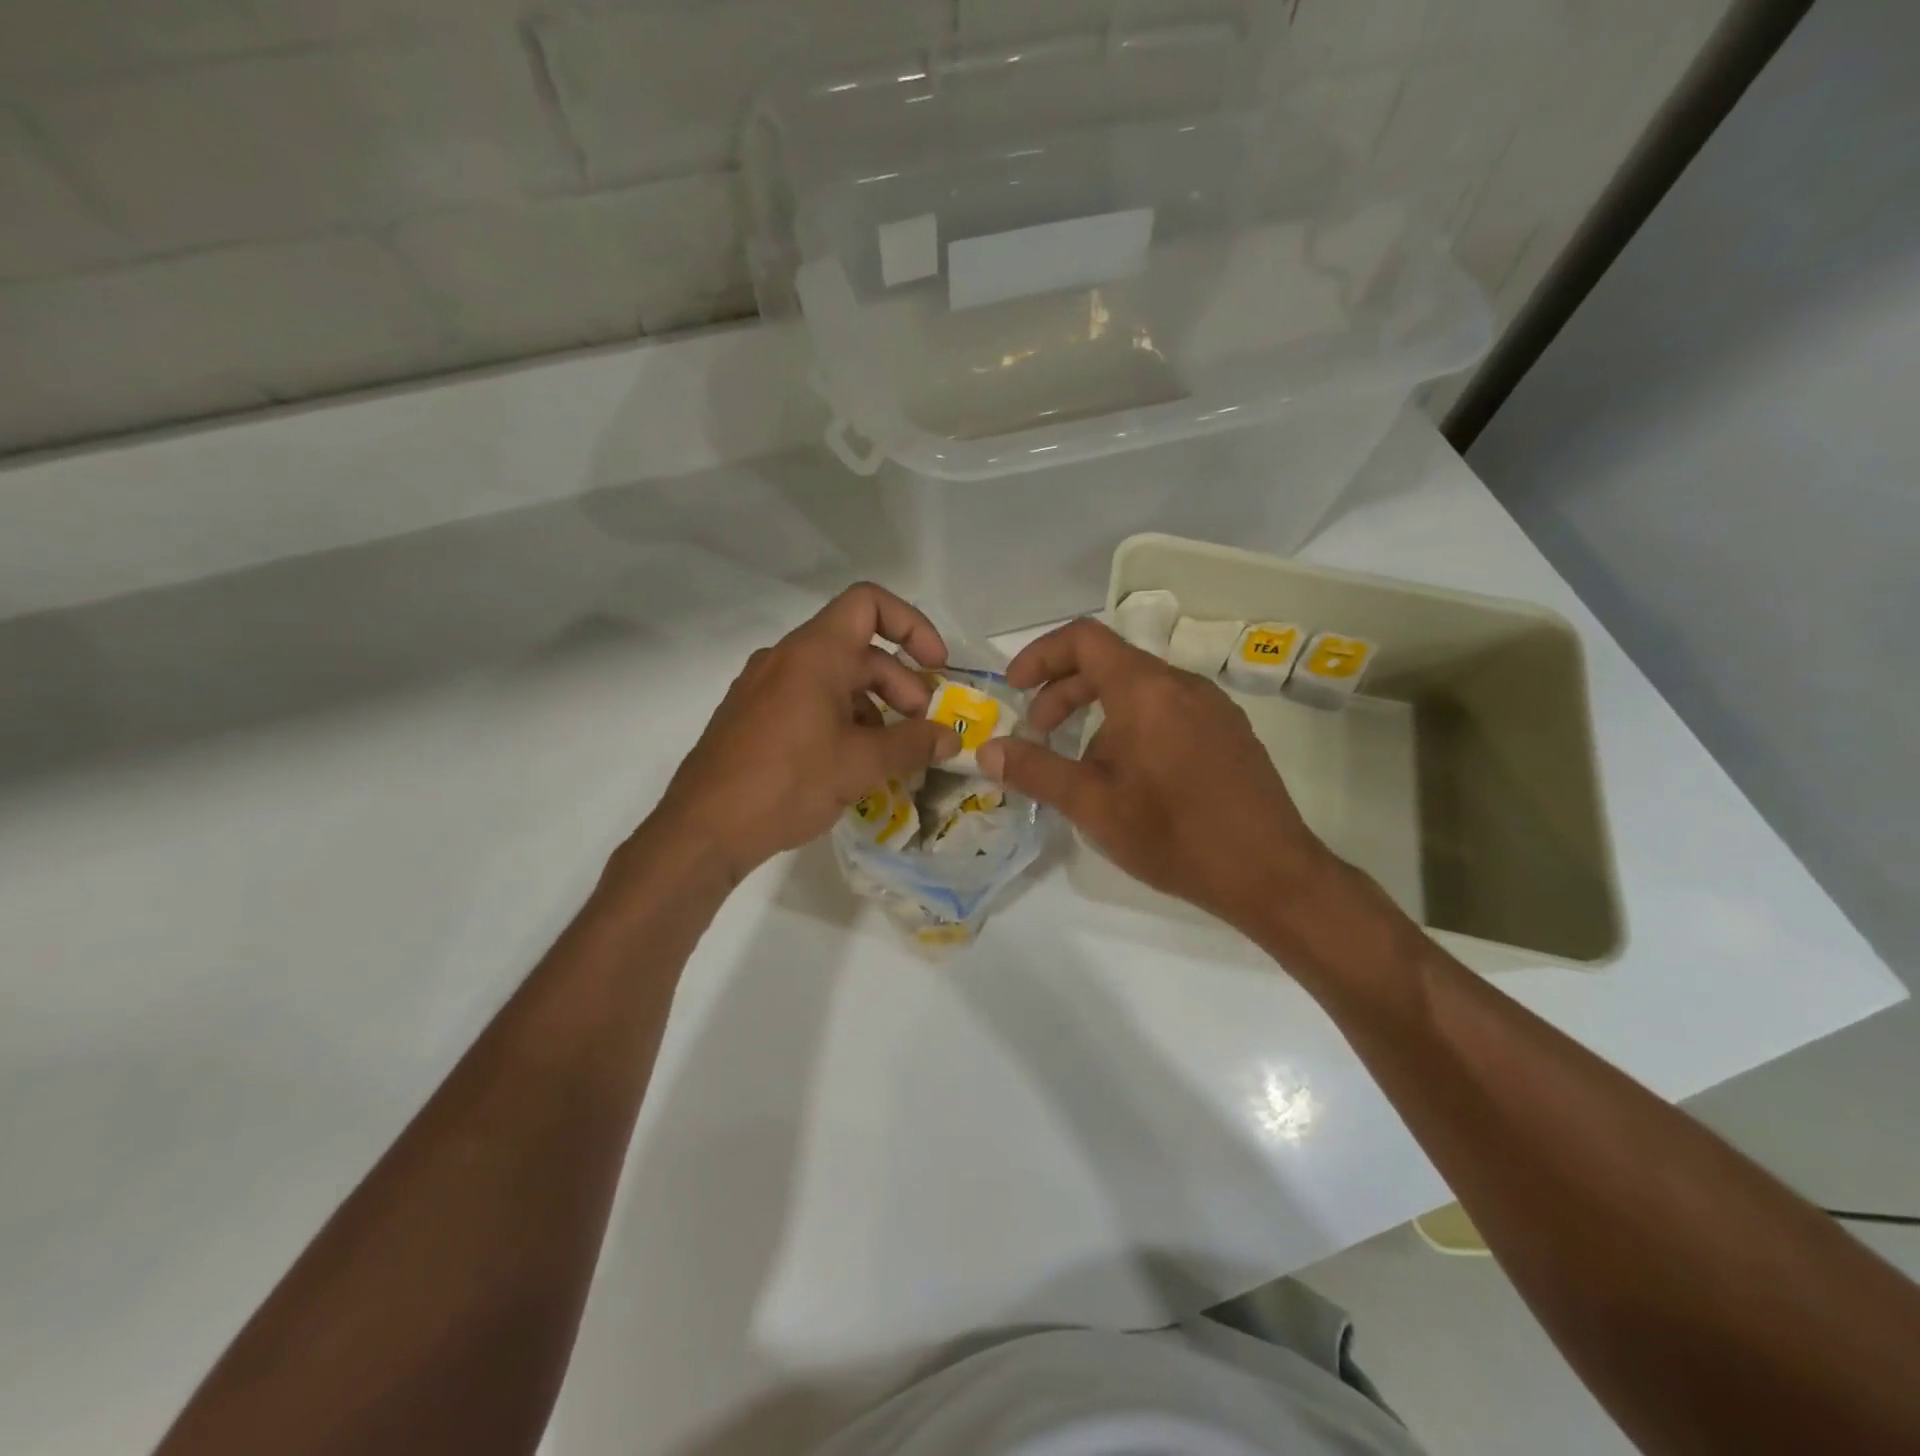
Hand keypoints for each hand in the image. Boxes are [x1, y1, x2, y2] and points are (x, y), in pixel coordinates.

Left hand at [642, 584, 960, 885]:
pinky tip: (851, 764)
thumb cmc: (788, 783)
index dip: (912, 625)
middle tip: (922, 728)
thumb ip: (914, 744)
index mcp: (814, 653)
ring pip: (833, 679)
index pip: (869, 604)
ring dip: (873, 707)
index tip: (936, 667)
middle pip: (858, 649)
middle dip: (900, 684)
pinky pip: (808, 701)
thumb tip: (952, 738)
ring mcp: (763, 687)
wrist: (704, 829)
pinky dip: (841, 720)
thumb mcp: (861, 764)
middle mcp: (786, 658)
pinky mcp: (752, 716)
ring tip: (891, 753)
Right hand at [976, 618, 1332, 933]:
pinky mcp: (1230, 732)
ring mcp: (1213, 707)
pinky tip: (1131, 776)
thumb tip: (986, 750)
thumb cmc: (1175, 835)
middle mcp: (1182, 684)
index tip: (1015, 688)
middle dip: (1063, 691)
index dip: (1041, 655)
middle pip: (1110, 663)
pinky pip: (1169, 709)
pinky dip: (1133, 724)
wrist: (1272, 874)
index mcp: (1146, 690)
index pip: (1084, 638)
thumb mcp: (1093, 806)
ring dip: (1098, 712)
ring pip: (1140, 688)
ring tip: (1082, 764)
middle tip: (1038, 732)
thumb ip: (1035, 771)